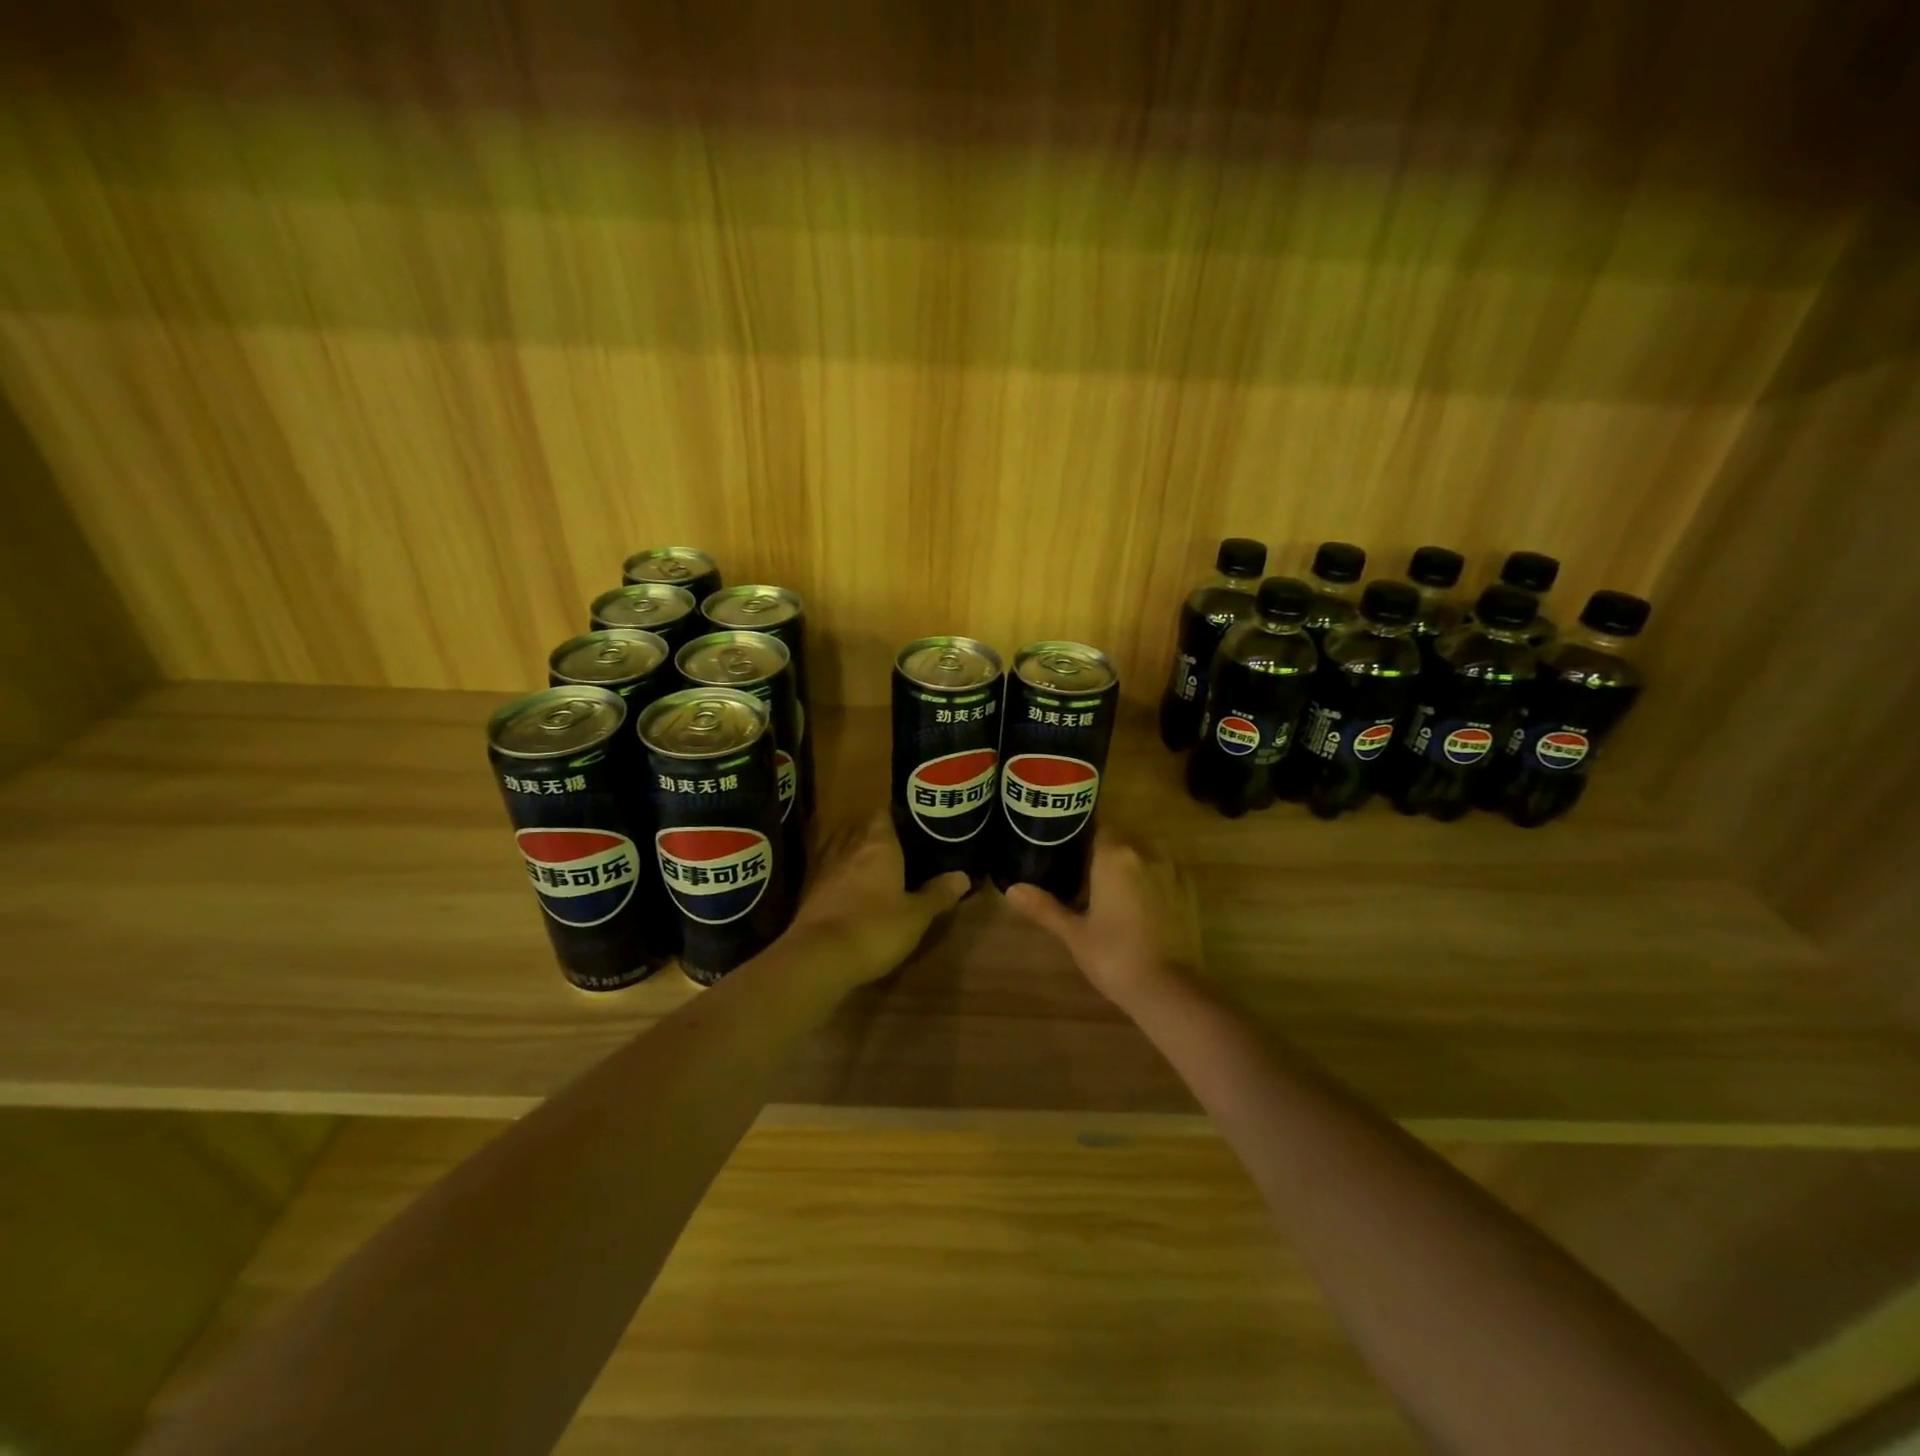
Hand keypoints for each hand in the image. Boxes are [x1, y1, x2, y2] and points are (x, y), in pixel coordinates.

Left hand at [784, 812, 969, 987]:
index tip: (913, 823)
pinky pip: (829, 870)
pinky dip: (839, 874)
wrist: (819, 956)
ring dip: (855, 852)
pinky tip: (849, 887)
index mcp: (879, 843)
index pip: (885, 813)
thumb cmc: (875, 927)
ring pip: (843, 847)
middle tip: (899, 845)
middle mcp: (850, 845)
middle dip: (877, 834)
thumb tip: (963, 876)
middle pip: (863, 828)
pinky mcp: (809, 889)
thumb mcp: (916, 916)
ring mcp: (825, 866)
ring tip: (874, 864)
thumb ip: (938, 894)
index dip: (898, 815)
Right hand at [1004, 830, 1200, 1008]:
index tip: (1069, 854)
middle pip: (1123, 840)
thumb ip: (1044, 907)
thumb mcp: (1073, 933)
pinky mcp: (1190, 892)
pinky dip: (1152, 882)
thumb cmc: (1113, 956)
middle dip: (1106, 854)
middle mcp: (1146, 853)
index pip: (1098, 828)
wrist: (1169, 989)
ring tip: (1113, 892)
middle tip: (1085, 877)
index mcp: (1114, 856)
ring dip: (1131, 866)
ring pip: (1146, 856)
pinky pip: (1165, 875)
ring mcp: (1173, 872)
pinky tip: (1142, 907)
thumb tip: (1011, 889)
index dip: (1083, 839)